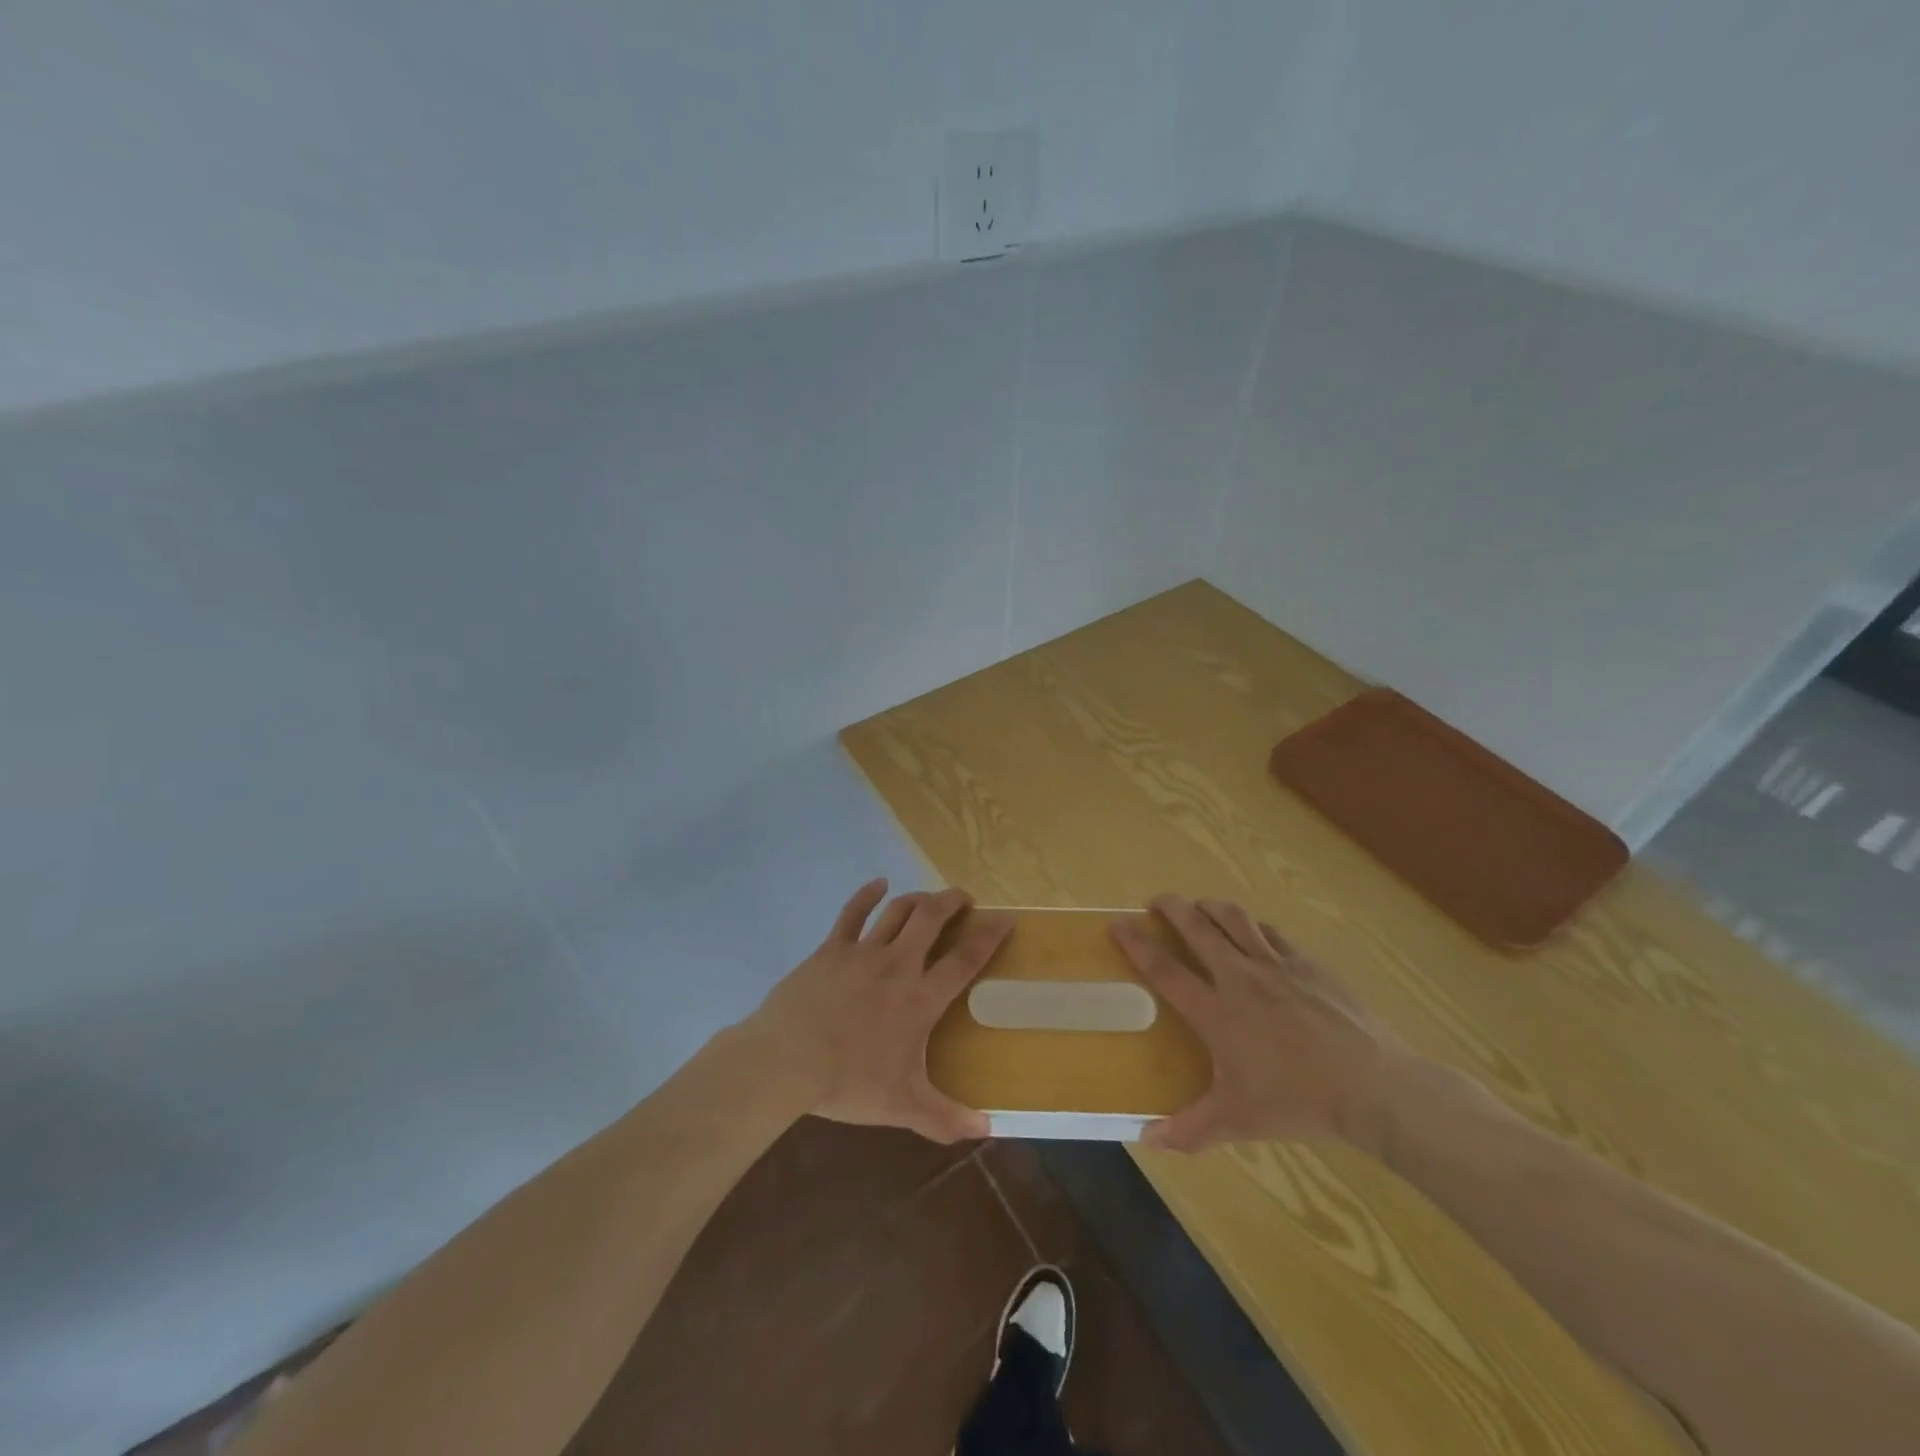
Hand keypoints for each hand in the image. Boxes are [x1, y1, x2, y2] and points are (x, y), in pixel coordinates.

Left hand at [750, 879, 1011, 1143]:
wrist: (787, 1060)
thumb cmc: (848, 1081)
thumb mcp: (902, 1106)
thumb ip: (946, 1118)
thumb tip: (988, 1130)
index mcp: (920, 998)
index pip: (965, 960)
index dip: (989, 936)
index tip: (1006, 919)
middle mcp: (897, 965)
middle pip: (932, 919)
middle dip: (953, 902)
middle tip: (965, 899)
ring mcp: (863, 952)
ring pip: (898, 911)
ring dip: (918, 899)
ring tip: (930, 899)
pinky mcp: (831, 948)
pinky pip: (852, 913)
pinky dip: (867, 894)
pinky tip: (878, 883)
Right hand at [1110, 894, 1414, 1153]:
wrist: (1372, 1086)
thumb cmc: (1298, 1102)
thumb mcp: (1238, 1121)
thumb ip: (1190, 1129)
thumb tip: (1147, 1140)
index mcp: (1215, 1011)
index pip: (1164, 969)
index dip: (1136, 943)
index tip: (1118, 924)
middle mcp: (1239, 977)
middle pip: (1197, 927)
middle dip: (1171, 907)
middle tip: (1156, 901)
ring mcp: (1276, 965)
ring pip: (1234, 919)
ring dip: (1211, 907)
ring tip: (1200, 907)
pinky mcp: (1308, 963)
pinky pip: (1272, 933)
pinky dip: (1254, 926)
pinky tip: (1253, 932)